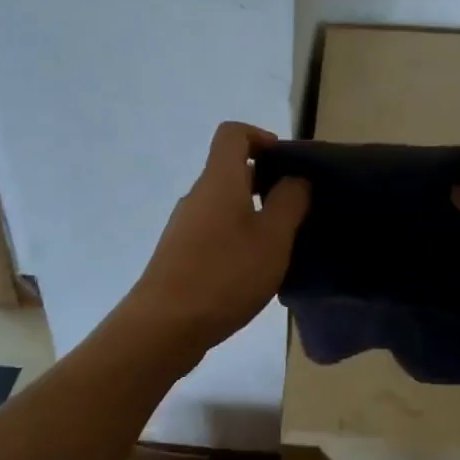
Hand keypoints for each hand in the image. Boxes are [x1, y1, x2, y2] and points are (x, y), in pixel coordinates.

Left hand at [119, 122, 309, 363]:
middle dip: (264, 182)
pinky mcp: (178, 254)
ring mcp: (183, 226)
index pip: (233, 133)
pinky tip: (251, 271)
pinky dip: (235, 237)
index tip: (286, 165)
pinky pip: (213, 231)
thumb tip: (294, 177)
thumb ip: (289, 202)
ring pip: (223, 204)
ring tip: (278, 246)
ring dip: (252, 214)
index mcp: (219, 180)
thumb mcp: (273, 238)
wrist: (164, 326)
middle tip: (295, 211)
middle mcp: (197, 195)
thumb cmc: (225, 275)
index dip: (261, 137)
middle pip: (229, 170)